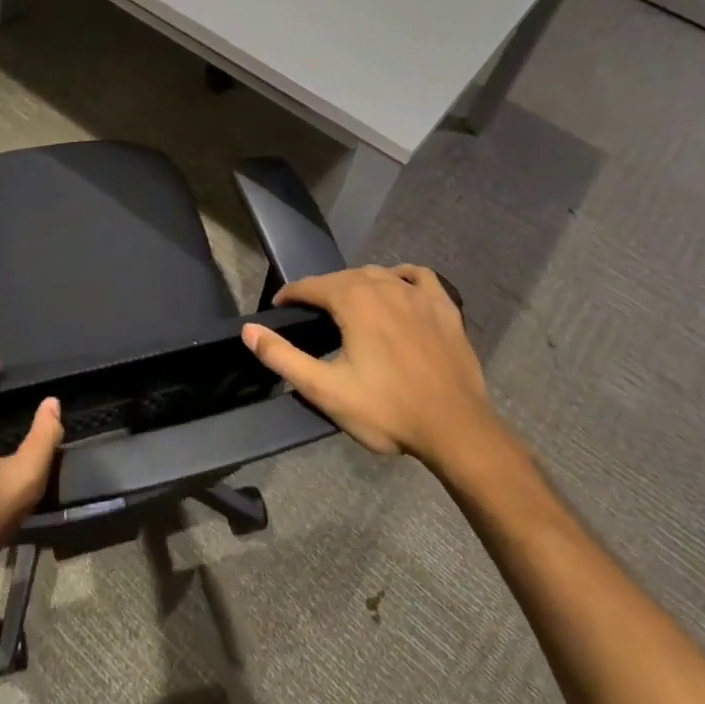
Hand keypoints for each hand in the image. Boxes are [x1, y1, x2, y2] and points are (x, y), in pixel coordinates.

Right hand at [242, 264, 501, 475]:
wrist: (455, 428)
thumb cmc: (387, 410)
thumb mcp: (325, 389)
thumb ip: (282, 357)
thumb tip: (248, 330)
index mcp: (354, 300)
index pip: (311, 286)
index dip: (290, 295)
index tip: (278, 309)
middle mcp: (385, 285)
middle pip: (344, 277)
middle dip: (322, 291)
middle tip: (311, 316)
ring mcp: (419, 294)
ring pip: (378, 275)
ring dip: (357, 285)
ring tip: (348, 307)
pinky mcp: (445, 307)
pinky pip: (417, 277)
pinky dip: (400, 277)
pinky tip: (397, 289)